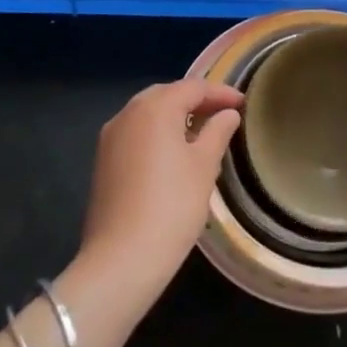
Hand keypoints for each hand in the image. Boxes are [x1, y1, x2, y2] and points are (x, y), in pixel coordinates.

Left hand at [78, 79, 242, 309]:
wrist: (121, 259)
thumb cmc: (172, 206)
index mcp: (154, 107)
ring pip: (148, 113)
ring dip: (175, 116)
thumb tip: (227, 114)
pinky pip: (135, 133)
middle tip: (223, 114)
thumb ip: (217, 132)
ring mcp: (110, 137)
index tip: (243, 103)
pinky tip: (174, 152)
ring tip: (202, 132)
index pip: (193, 87)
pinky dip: (157, 133)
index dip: (220, 93)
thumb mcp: (204, 166)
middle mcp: (128, 113)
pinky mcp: (103, 160)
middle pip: (167, 95)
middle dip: (195, 101)